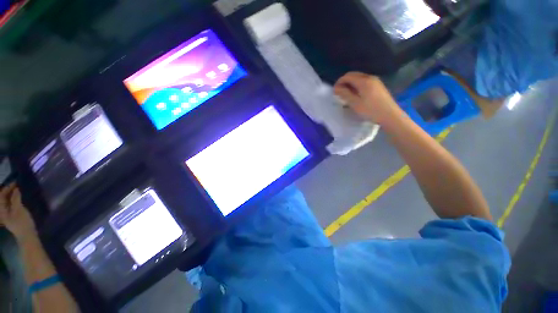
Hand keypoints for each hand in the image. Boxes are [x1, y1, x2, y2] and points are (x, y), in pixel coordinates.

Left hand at [0, 183, 36, 241]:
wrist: (27, 236)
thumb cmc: (22, 222)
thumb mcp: (19, 209)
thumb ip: (16, 198)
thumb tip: (16, 188)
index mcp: (1, 209)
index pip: (1, 195)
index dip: (7, 188)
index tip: (15, 182)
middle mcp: (2, 211)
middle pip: (3, 199)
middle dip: (8, 192)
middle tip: (16, 186)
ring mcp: (7, 215)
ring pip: (7, 202)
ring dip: (11, 196)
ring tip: (18, 191)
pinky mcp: (13, 216)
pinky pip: (11, 206)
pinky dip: (14, 201)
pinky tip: (19, 199)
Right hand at [334, 72, 402, 124]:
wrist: (390, 116)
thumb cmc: (371, 110)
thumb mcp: (355, 103)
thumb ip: (345, 94)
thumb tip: (336, 88)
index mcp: (364, 81)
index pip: (348, 76)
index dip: (339, 82)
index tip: (334, 91)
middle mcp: (370, 77)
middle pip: (354, 75)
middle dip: (344, 82)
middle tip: (339, 93)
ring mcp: (376, 81)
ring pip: (359, 79)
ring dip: (351, 84)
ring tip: (347, 95)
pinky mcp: (378, 86)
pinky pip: (365, 82)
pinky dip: (357, 86)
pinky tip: (356, 96)